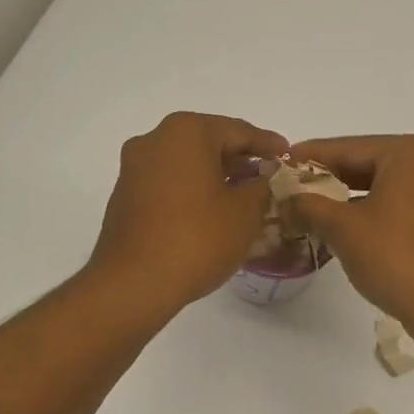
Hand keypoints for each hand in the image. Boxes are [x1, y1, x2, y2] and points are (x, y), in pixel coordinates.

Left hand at [89, 111, 289, 313]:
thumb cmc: (197, 239)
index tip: (288, 155)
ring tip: (244, 196)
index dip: (268, 144)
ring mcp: (135, 168)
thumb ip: (261, 186)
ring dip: (216, 176)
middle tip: (268, 176)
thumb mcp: (245, 212)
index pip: (238, 130)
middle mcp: (155, 139)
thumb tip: (263, 176)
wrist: (135, 283)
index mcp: (186, 132)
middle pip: (209, 142)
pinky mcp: (126, 195)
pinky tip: (212, 212)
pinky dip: (193, 190)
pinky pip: (169, 183)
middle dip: (240, 159)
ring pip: (187, 163)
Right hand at [285, 134, 413, 330]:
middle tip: (294, 188)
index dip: (311, 156)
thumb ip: (309, 206)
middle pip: (370, 164)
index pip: (349, 147)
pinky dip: (375, 213)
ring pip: (387, 188)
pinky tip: (349, 229)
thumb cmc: (395, 257)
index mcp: (411, 154)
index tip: (282, 162)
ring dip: (351, 199)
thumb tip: (287, 199)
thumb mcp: (342, 228)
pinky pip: (403, 208)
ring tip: (315, 210)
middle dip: (331, 178)